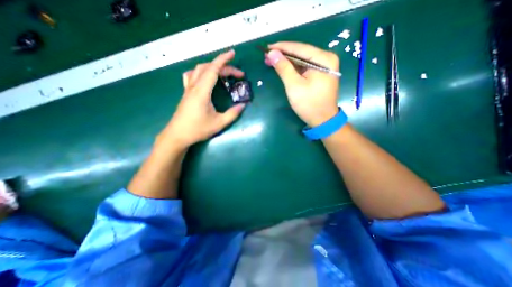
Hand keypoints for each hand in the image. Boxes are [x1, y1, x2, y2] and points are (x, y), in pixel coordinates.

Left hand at [160, 49, 247, 148]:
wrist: (177, 135)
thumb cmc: (197, 130)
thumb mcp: (219, 124)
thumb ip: (232, 114)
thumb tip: (243, 106)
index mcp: (202, 92)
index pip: (213, 69)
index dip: (223, 60)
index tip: (233, 53)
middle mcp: (194, 86)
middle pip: (208, 68)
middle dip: (224, 67)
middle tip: (237, 75)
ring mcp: (188, 89)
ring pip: (199, 69)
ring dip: (212, 68)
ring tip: (223, 73)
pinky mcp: (186, 93)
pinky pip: (192, 76)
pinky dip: (200, 72)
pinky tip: (204, 77)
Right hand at [263, 41, 338, 126]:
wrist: (322, 120)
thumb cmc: (309, 104)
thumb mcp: (294, 86)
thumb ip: (283, 68)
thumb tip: (272, 53)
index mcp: (323, 59)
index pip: (299, 48)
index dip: (282, 47)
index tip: (267, 47)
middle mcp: (326, 59)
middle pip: (301, 53)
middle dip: (283, 55)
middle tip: (267, 56)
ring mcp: (324, 67)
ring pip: (301, 61)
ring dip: (286, 62)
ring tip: (271, 61)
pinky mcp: (320, 74)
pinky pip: (304, 68)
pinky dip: (293, 69)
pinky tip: (283, 68)